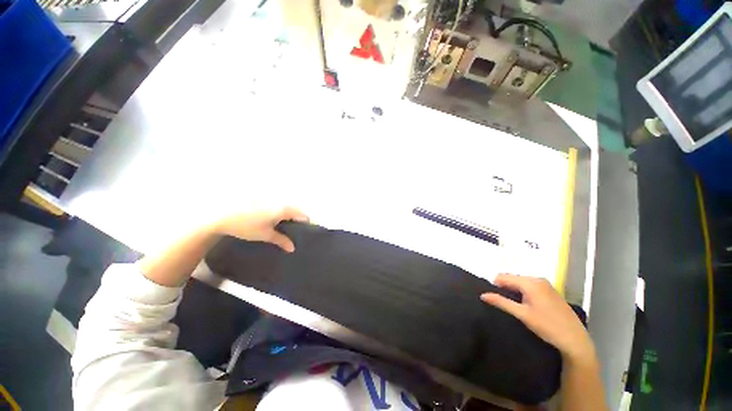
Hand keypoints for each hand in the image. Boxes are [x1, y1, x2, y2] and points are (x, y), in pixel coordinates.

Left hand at [214, 207, 309, 252]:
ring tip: (288, 227)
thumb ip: (281, 240)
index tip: (308, 230)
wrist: (222, 216)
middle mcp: (279, 202)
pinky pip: (278, 206)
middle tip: (298, 230)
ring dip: (290, 215)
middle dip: (299, 219)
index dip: (307, 222)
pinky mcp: (263, 200)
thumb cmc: (246, 226)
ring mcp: (271, 200)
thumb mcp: (265, 235)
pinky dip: (281, 213)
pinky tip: (276, 221)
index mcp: (282, 210)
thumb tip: (293, 248)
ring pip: (287, 207)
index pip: (302, 215)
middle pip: (296, 210)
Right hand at [481, 274, 594, 363]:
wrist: (576, 340)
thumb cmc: (548, 326)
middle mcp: (537, 279)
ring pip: (520, 282)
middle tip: (505, 304)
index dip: (495, 286)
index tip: (495, 299)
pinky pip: (530, 286)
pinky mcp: (550, 290)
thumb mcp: (522, 315)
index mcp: (530, 282)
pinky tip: (527, 305)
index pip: (503, 277)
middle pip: (512, 278)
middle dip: (505, 288)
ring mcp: (545, 284)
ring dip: (514, 291)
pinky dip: (523, 292)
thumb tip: (483, 295)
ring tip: (515, 306)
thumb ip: (501, 302)